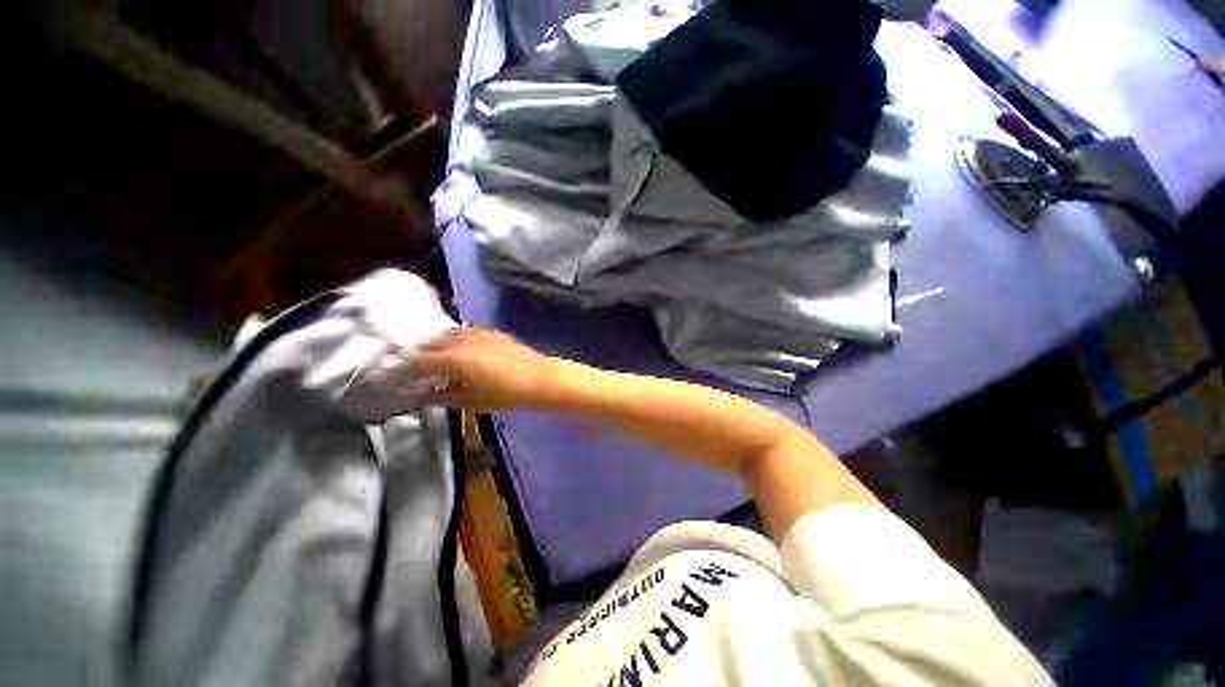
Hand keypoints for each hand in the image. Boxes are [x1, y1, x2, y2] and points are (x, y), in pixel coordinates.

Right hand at [413, 327, 559, 410]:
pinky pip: (466, 332)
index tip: (393, 380)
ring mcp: (480, 333)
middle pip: (431, 343)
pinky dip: (456, 340)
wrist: (542, 379)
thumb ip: (443, 396)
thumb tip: (421, 395)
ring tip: (435, 360)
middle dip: (418, 356)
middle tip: (413, 371)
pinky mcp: (493, 333)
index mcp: (455, 358)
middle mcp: (463, 340)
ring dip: (437, 345)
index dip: (403, 371)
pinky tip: (460, 350)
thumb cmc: (508, 394)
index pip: (418, 362)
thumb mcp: (472, 401)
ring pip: (448, 334)